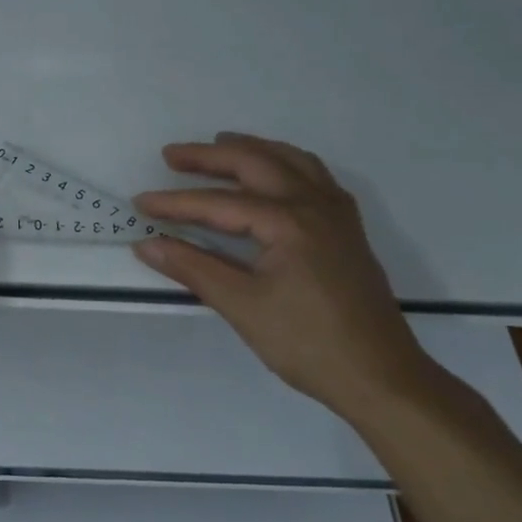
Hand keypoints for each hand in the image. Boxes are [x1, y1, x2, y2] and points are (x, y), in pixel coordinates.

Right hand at [132, 132, 432, 417]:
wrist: (381, 377)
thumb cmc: (307, 343)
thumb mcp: (242, 306)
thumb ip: (192, 268)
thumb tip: (145, 243)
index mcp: (288, 222)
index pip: (219, 203)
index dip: (176, 203)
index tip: (140, 203)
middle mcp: (314, 205)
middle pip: (255, 163)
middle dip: (210, 156)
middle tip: (171, 155)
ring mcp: (337, 214)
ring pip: (290, 161)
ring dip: (251, 149)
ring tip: (220, 145)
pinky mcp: (347, 228)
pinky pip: (314, 176)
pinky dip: (285, 163)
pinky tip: (273, 174)